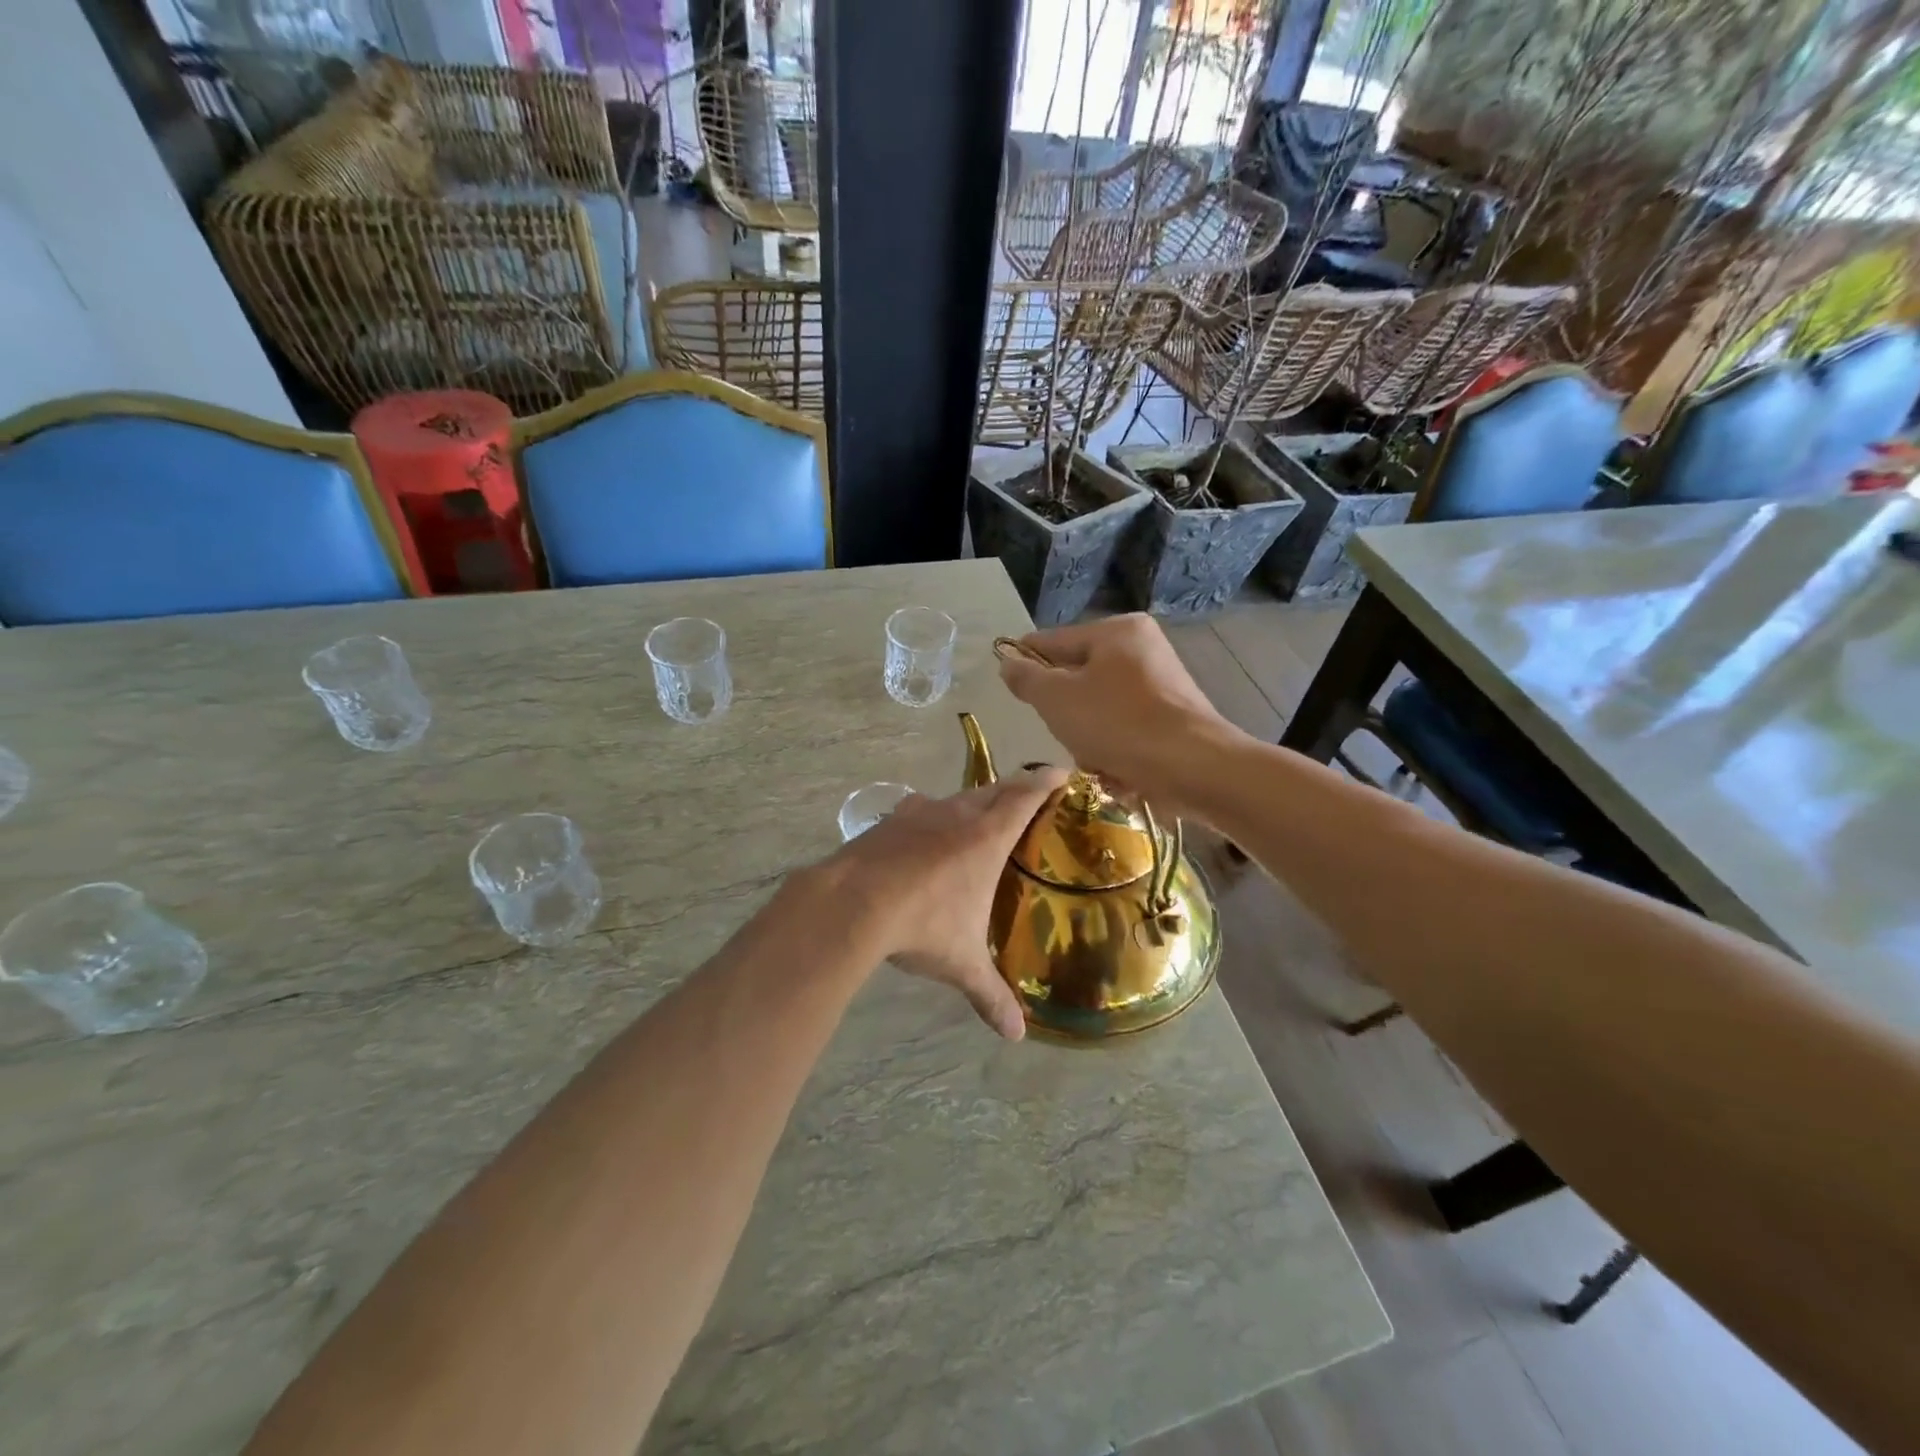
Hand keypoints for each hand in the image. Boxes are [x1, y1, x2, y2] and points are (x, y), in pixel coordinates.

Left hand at [827, 769, 1066, 1038]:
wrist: (851, 902)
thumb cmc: (922, 925)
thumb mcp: (961, 963)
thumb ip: (990, 995)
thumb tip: (1015, 1035)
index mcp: (986, 838)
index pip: (1025, 797)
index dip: (1047, 781)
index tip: (1064, 771)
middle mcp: (956, 815)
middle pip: (993, 790)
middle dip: (1015, 788)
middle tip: (1029, 794)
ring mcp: (918, 813)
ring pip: (956, 797)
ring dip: (973, 801)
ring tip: (980, 816)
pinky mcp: (888, 822)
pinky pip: (920, 810)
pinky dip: (933, 816)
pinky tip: (926, 834)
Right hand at [996, 615, 1234, 810]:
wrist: (1193, 768)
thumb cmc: (1118, 723)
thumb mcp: (1057, 699)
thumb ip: (1027, 678)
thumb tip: (1008, 663)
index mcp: (1117, 631)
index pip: (1054, 641)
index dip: (1025, 661)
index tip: (1008, 685)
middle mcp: (1143, 649)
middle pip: (1078, 677)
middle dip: (1065, 712)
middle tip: (1064, 733)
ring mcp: (1162, 684)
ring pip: (1099, 708)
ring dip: (1088, 737)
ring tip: (1094, 758)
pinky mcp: (1173, 718)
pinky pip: (1125, 729)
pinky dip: (1114, 749)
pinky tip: (1116, 770)